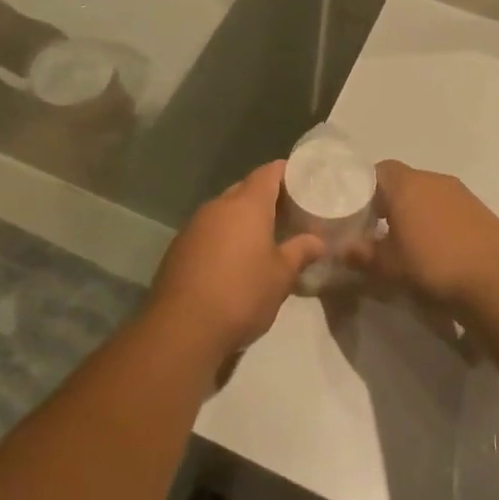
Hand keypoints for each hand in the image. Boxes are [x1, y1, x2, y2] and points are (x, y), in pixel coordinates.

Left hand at [147, 162, 324, 354]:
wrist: (182, 328)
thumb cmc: (241, 294)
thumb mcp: (281, 276)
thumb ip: (301, 252)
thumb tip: (318, 241)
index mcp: (246, 205)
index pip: (269, 172)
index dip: (288, 172)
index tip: (304, 180)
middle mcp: (218, 206)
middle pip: (246, 189)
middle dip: (267, 197)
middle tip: (290, 213)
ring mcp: (194, 226)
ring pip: (225, 211)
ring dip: (244, 219)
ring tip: (266, 238)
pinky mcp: (179, 247)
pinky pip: (209, 230)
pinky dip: (225, 236)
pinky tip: (235, 260)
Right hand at [347, 161, 498, 313]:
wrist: (495, 283)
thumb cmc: (432, 267)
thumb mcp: (388, 267)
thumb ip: (361, 254)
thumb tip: (342, 249)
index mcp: (406, 185)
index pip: (379, 170)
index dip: (366, 187)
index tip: (359, 210)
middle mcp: (434, 180)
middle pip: (404, 180)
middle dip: (391, 200)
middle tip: (380, 227)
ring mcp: (462, 193)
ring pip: (429, 193)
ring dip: (417, 210)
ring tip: (411, 239)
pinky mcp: (481, 209)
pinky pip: (450, 206)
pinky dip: (440, 219)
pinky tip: (440, 246)